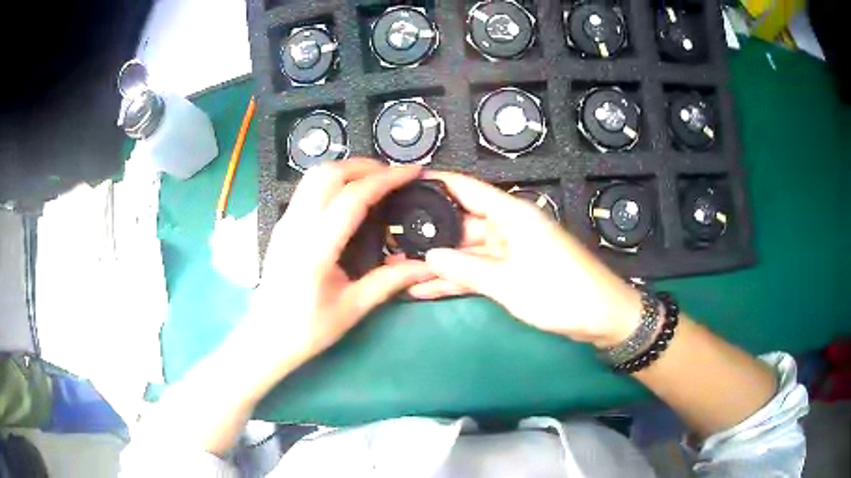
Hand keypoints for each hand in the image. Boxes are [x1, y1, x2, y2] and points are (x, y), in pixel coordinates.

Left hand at [246, 159, 433, 373]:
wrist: (266, 338)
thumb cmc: (308, 329)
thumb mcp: (353, 307)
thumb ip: (391, 281)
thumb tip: (428, 267)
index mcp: (315, 249)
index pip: (353, 197)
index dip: (386, 179)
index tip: (412, 172)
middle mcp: (296, 226)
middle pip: (328, 173)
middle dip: (365, 165)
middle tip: (393, 176)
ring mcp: (284, 222)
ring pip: (313, 176)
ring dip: (346, 169)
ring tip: (374, 181)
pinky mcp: (281, 225)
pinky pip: (306, 189)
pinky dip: (332, 181)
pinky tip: (348, 196)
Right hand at [408, 171, 641, 347]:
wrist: (602, 316)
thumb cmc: (560, 292)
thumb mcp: (508, 283)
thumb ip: (466, 269)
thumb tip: (429, 256)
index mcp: (511, 215)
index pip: (466, 188)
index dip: (435, 183)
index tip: (402, 185)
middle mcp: (509, 226)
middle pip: (462, 222)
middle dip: (430, 232)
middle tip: (392, 238)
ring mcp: (511, 250)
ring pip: (467, 250)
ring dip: (440, 261)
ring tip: (400, 266)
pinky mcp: (514, 271)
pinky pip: (479, 270)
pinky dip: (457, 278)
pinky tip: (425, 288)